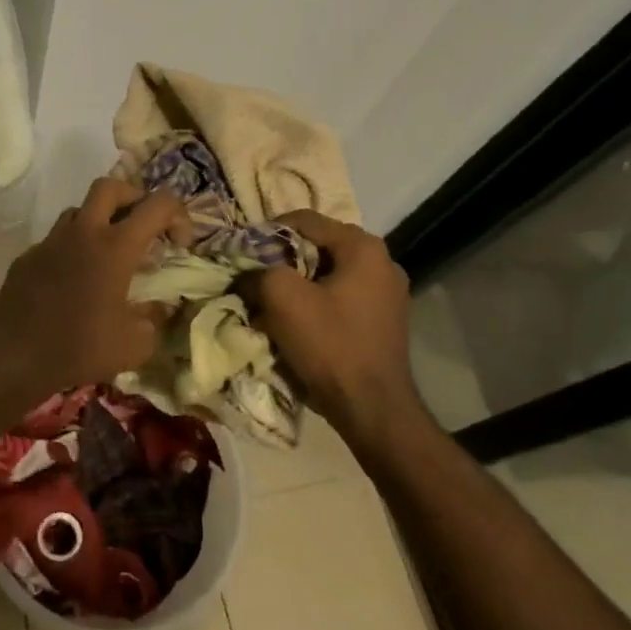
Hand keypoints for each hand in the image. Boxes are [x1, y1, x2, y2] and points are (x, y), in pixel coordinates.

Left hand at [0, 179, 191, 399]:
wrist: (13, 356)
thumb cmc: (80, 347)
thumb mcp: (136, 344)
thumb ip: (155, 318)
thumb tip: (159, 308)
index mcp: (116, 246)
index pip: (159, 204)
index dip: (179, 216)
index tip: (179, 246)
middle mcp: (83, 232)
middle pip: (111, 186)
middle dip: (134, 198)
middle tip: (143, 228)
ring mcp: (50, 241)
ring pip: (79, 210)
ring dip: (100, 222)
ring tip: (109, 255)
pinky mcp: (28, 257)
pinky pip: (56, 240)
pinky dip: (72, 249)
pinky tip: (74, 281)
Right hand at [241, 211, 421, 439]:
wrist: (372, 409)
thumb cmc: (330, 344)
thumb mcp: (282, 298)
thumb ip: (258, 272)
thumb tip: (246, 273)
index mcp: (363, 247)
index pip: (305, 220)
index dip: (267, 231)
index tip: (242, 251)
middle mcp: (383, 262)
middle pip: (318, 246)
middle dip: (282, 259)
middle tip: (253, 275)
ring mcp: (388, 293)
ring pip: (329, 274)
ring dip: (298, 283)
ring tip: (270, 300)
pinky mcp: (384, 320)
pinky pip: (341, 297)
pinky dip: (316, 302)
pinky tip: (297, 321)